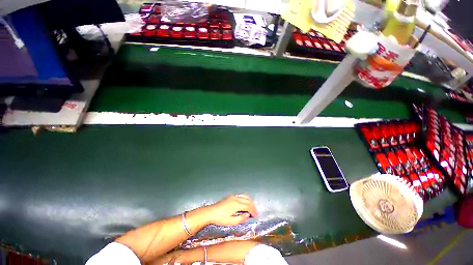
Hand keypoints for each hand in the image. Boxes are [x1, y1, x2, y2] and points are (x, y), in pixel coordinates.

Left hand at [205, 194, 257, 225]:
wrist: (211, 212)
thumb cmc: (220, 218)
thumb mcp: (231, 222)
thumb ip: (241, 218)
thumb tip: (248, 215)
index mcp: (236, 204)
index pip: (248, 206)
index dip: (253, 210)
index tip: (256, 215)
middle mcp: (236, 198)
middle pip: (247, 200)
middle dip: (253, 205)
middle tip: (256, 212)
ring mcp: (233, 196)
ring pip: (244, 196)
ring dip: (249, 201)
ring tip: (252, 207)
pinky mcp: (230, 196)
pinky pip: (240, 195)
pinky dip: (245, 198)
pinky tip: (245, 202)